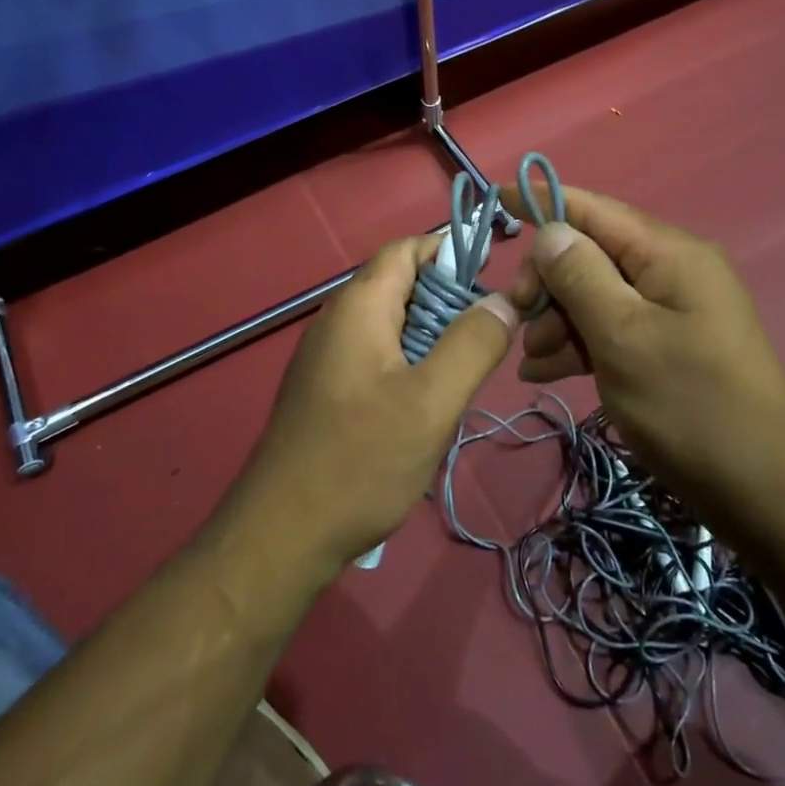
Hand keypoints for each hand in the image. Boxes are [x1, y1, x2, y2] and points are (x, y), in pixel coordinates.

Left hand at [238, 236, 517, 576]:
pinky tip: (428, 407)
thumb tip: (503, 300)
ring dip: (433, 340)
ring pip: (394, 325)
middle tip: (487, 341)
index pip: (408, 248)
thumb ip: (473, 345)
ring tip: (463, 378)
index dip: (452, 253)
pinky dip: (411, 365)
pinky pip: (379, 356)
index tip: (494, 284)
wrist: (281, 536)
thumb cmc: (360, 461)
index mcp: (359, 305)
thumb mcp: (432, 403)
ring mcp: (328, 356)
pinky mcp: (327, 388)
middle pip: (403, 285)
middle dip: (449, 303)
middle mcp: (338, 319)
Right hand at [503, 183, 784, 520]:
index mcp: (669, 253)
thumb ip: (580, 276)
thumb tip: (549, 231)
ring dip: (559, 320)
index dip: (543, 201)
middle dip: (549, 282)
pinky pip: (614, 327)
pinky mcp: (669, 343)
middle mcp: (672, 269)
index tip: (496, 201)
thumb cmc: (689, 407)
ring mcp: (672, 308)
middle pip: (591, 253)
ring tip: (535, 362)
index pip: (593, 208)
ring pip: (597, 294)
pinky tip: (547, 372)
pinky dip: (580, 343)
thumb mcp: (622, 337)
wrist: (763, 492)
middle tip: (519, 321)